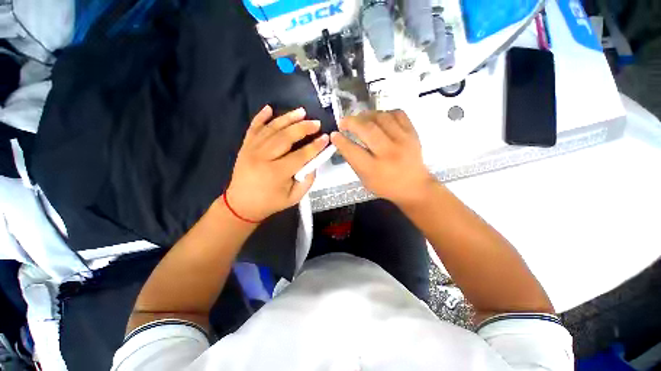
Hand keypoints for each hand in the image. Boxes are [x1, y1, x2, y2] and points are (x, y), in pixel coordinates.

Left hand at [225, 105, 328, 220]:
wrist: (241, 205)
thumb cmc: (270, 203)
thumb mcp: (294, 197)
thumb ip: (307, 180)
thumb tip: (314, 161)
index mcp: (276, 173)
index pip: (300, 155)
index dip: (315, 146)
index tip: (326, 138)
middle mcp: (263, 158)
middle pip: (286, 137)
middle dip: (303, 128)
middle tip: (316, 122)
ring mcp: (251, 150)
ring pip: (272, 129)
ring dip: (287, 118)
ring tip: (301, 111)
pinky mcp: (245, 146)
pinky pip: (253, 128)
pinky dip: (261, 117)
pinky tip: (269, 108)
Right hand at [330, 110, 434, 206]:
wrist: (414, 186)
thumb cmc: (386, 186)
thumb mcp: (365, 180)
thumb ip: (354, 161)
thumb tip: (343, 142)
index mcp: (375, 169)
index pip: (352, 151)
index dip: (340, 141)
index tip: (334, 134)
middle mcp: (389, 153)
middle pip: (367, 129)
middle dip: (351, 122)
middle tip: (343, 122)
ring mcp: (403, 141)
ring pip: (381, 117)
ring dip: (366, 115)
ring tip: (360, 119)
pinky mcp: (413, 133)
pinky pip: (397, 113)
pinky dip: (384, 113)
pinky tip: (378, 119)